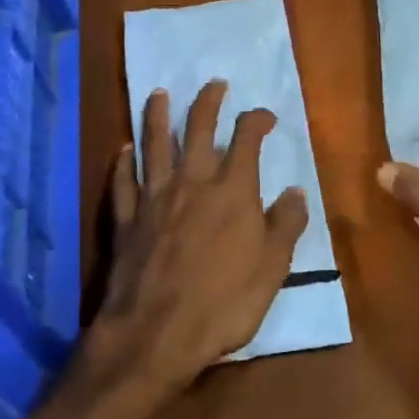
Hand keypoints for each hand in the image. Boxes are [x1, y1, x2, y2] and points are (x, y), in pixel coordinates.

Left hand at [88, 81, 308, 396]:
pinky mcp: (126, 220)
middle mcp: (192, 183)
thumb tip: (296, 190)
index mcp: (232, 192)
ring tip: (158, 94)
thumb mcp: (272, 269)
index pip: (246, 140)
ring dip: (156, 116)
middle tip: (214, 83)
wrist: (155, 336)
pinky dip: (122, 163)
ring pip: (154, 146)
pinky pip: (123, 182)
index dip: (257, 120)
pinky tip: (123, 149)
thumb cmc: (222, 304)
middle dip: (208, 103)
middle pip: (198, 130)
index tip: (265, 115)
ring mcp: (154, 199)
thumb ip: (285, 225)